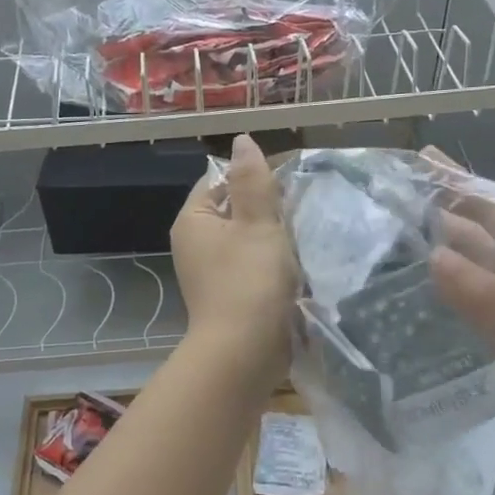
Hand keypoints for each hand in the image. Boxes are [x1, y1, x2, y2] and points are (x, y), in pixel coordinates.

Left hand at [171, 134, 297, 379]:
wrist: (244, 354)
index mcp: (193, 221)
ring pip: (246, 239)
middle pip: (234, 209)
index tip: (285, 186)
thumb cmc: (250, 282)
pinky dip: (270, 263)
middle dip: (266, 209)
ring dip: (272, 238)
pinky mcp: (229, 295)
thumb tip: (241, 141)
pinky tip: (294, 266)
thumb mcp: (257, 223)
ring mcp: (210, 272)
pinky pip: (251, 266)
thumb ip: (253, 180)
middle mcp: (195, 244)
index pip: (219, 180)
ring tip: (301, 237)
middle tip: (298, 211)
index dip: (251, 177)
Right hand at [424, 159, 494, 494]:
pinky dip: (456, 305)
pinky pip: (486, 319)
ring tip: (394, 245)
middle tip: (391, 201)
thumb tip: (433, 255)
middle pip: (494, 242)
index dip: (464, 187)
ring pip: (487, 280)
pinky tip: (425, 304)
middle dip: (448, 218)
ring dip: (447, 261)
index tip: (420, 160)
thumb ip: (493, 301)